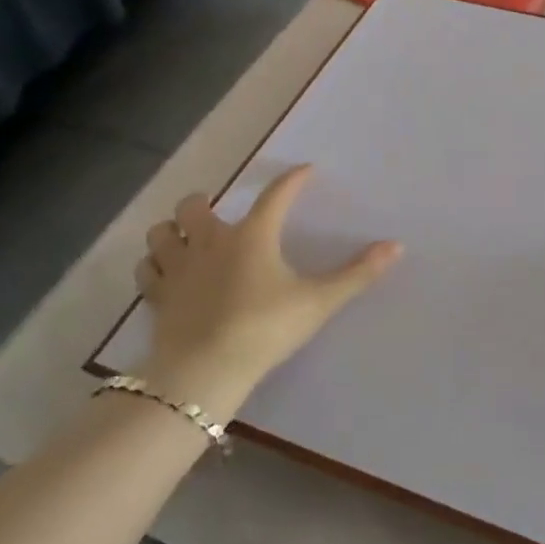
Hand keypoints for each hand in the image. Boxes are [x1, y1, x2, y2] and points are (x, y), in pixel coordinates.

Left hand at [133, 166, 401, 415]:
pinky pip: (147, 270)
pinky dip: (155, 264)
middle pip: (196, 205)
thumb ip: (357, 274)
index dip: (293, 180)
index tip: (305, 171)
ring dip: (173, 230)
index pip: (276, 195)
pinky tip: (167, 272)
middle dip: (205, 203)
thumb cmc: (266, 328)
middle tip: (220, 214)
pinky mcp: (158, 297)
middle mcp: (211, 242)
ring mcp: (179, 268)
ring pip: (162, 232)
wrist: (205, 372)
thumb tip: (397, 246)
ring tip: (186, 239)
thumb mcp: (318, 301)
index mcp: (253, 236)